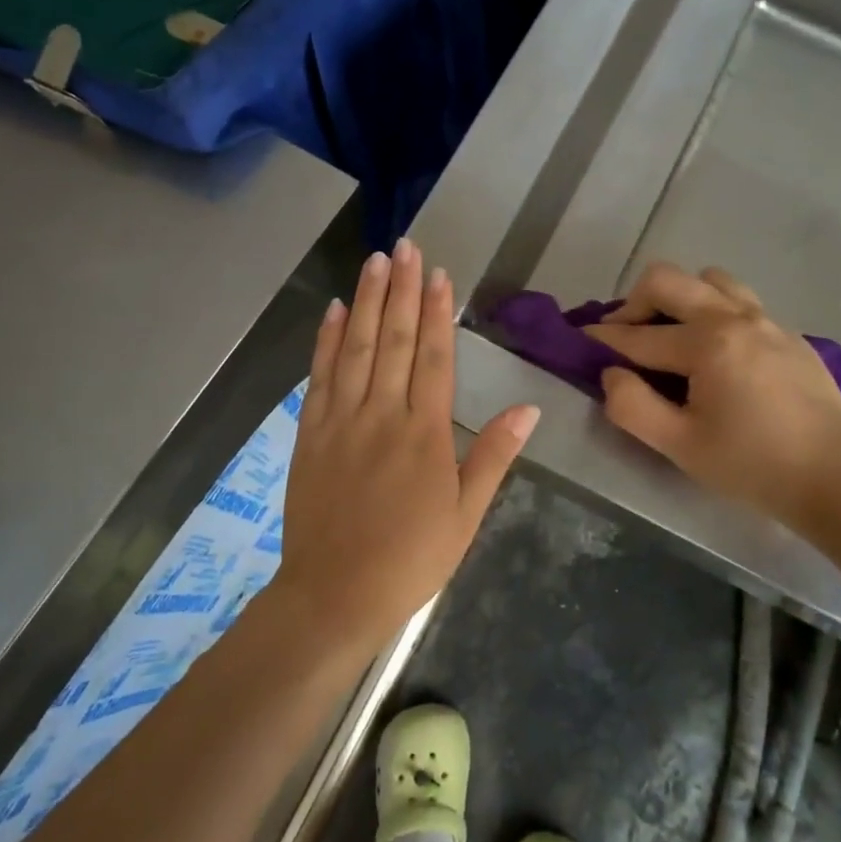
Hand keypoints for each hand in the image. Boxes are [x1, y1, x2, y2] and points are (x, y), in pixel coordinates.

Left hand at [280, 239, 538, 647]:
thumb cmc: (411, 559)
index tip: (440, 275)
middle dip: (403, 289)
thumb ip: (493, 456)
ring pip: (356, 348)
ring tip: (376, 261)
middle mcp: (382, 414)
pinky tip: (335, 310)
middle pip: (395, 340)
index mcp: (425, 433)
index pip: (434, 358)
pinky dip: (327, 340)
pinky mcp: (310, 433)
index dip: (438, 312)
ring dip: (367, 301)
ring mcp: (341, 420)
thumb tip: (530, 408)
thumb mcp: (466, 515)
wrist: (334, 594)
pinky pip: (320, 376)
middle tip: (407, 246)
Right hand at [584, 264, 840, 527]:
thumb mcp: (679, 446)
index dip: (602, 339)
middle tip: (625, 338)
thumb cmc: (752, 466)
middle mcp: (736, 316)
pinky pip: (740, 302)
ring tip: (672, 337)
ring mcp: (768, 320)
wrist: (836, 480)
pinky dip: (713, 313)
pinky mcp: (788, 334)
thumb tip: (610, 374)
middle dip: (634, 303)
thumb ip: (632, 406)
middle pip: (669, 280)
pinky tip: (715, 354)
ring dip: (679, 300)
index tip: (578, 340)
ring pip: (709, 281)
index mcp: (708, 342)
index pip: (638, 335)